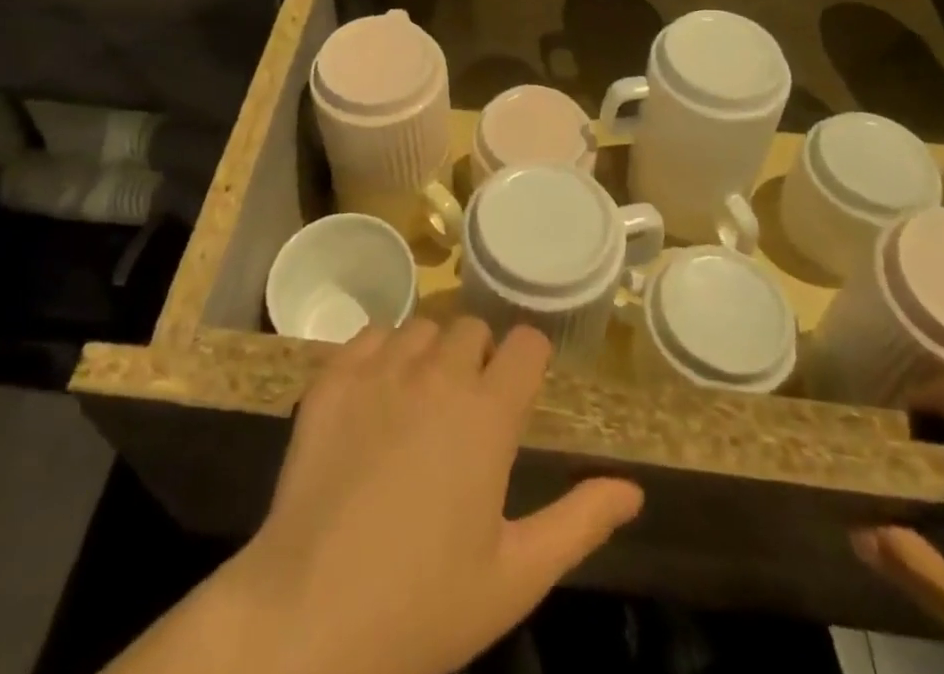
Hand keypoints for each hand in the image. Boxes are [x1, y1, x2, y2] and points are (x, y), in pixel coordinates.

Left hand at [112, 320, 642, 673]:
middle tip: (469, 407)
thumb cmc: (423, 605)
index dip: (530, 359)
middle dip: (480, 357)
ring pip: (420, 326)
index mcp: (488, 413)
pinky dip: (379, 352)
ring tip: (420, 400)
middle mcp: (437, 373)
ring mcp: (380, 370)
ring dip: (429, 352)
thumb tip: (634, 490)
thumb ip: (579, 522)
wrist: (309, 616)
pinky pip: (369, 336)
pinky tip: (374, 395)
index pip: (527, 343)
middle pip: (472, 328)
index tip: (523, 386)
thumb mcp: (515, 575)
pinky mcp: (332, 378)